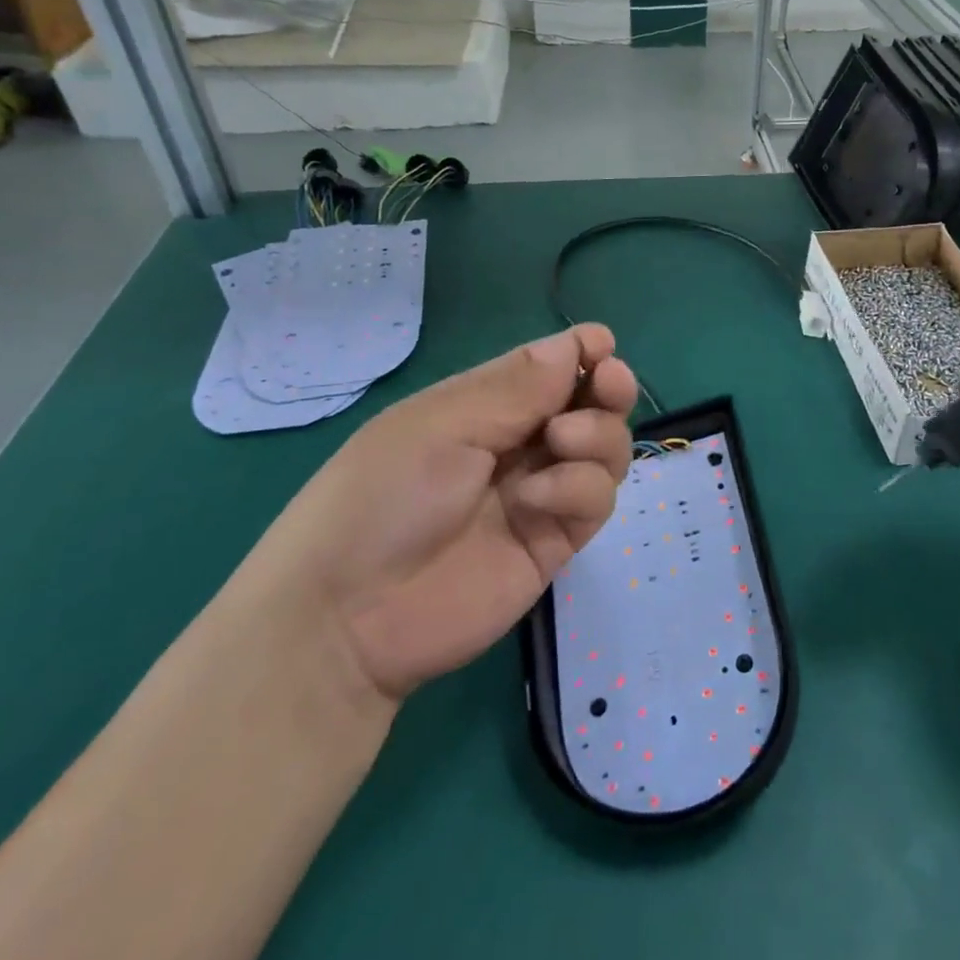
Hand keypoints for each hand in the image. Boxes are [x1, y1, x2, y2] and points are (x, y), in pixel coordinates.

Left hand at [251, 325, 637, 704]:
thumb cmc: (382, 496)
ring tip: (561, 441)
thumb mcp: (441, 425)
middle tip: (609, 383)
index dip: (581, 352)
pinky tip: (537, 499)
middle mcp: (520, 444)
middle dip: (609, 387)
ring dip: (597, 434)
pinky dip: (579, 488)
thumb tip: (573, 342)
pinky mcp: (556, 540)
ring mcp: (541, 493)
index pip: (549, 368)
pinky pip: (596, 498)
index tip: (602, 346)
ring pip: (605, 448)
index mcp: (484, 406)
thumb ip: (515, 387)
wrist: (350, 617)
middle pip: (590, 405)